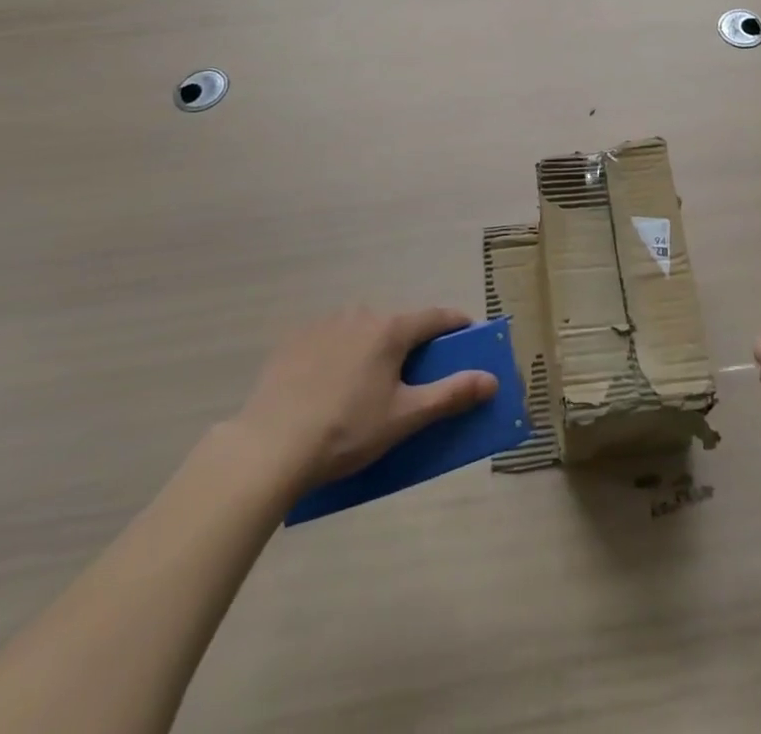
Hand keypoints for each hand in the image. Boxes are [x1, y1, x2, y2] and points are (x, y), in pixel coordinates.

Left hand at [229, 306, 496, 503]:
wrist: (269, 447)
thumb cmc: (347, 431)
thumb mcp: (404, 418)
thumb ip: (451, 394)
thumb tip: (491, 379)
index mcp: (391, 329)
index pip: (437, 317)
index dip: (458, 325)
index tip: (470, 337)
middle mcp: (360, 314)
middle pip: (398, 324)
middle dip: (412, 345)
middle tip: (414, 379)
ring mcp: (324, 324)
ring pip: (363, 330)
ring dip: (374, 348)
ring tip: (367, 387)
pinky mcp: (294, 340)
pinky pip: (331, 340)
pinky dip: (340, 354)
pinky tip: (330, 387)